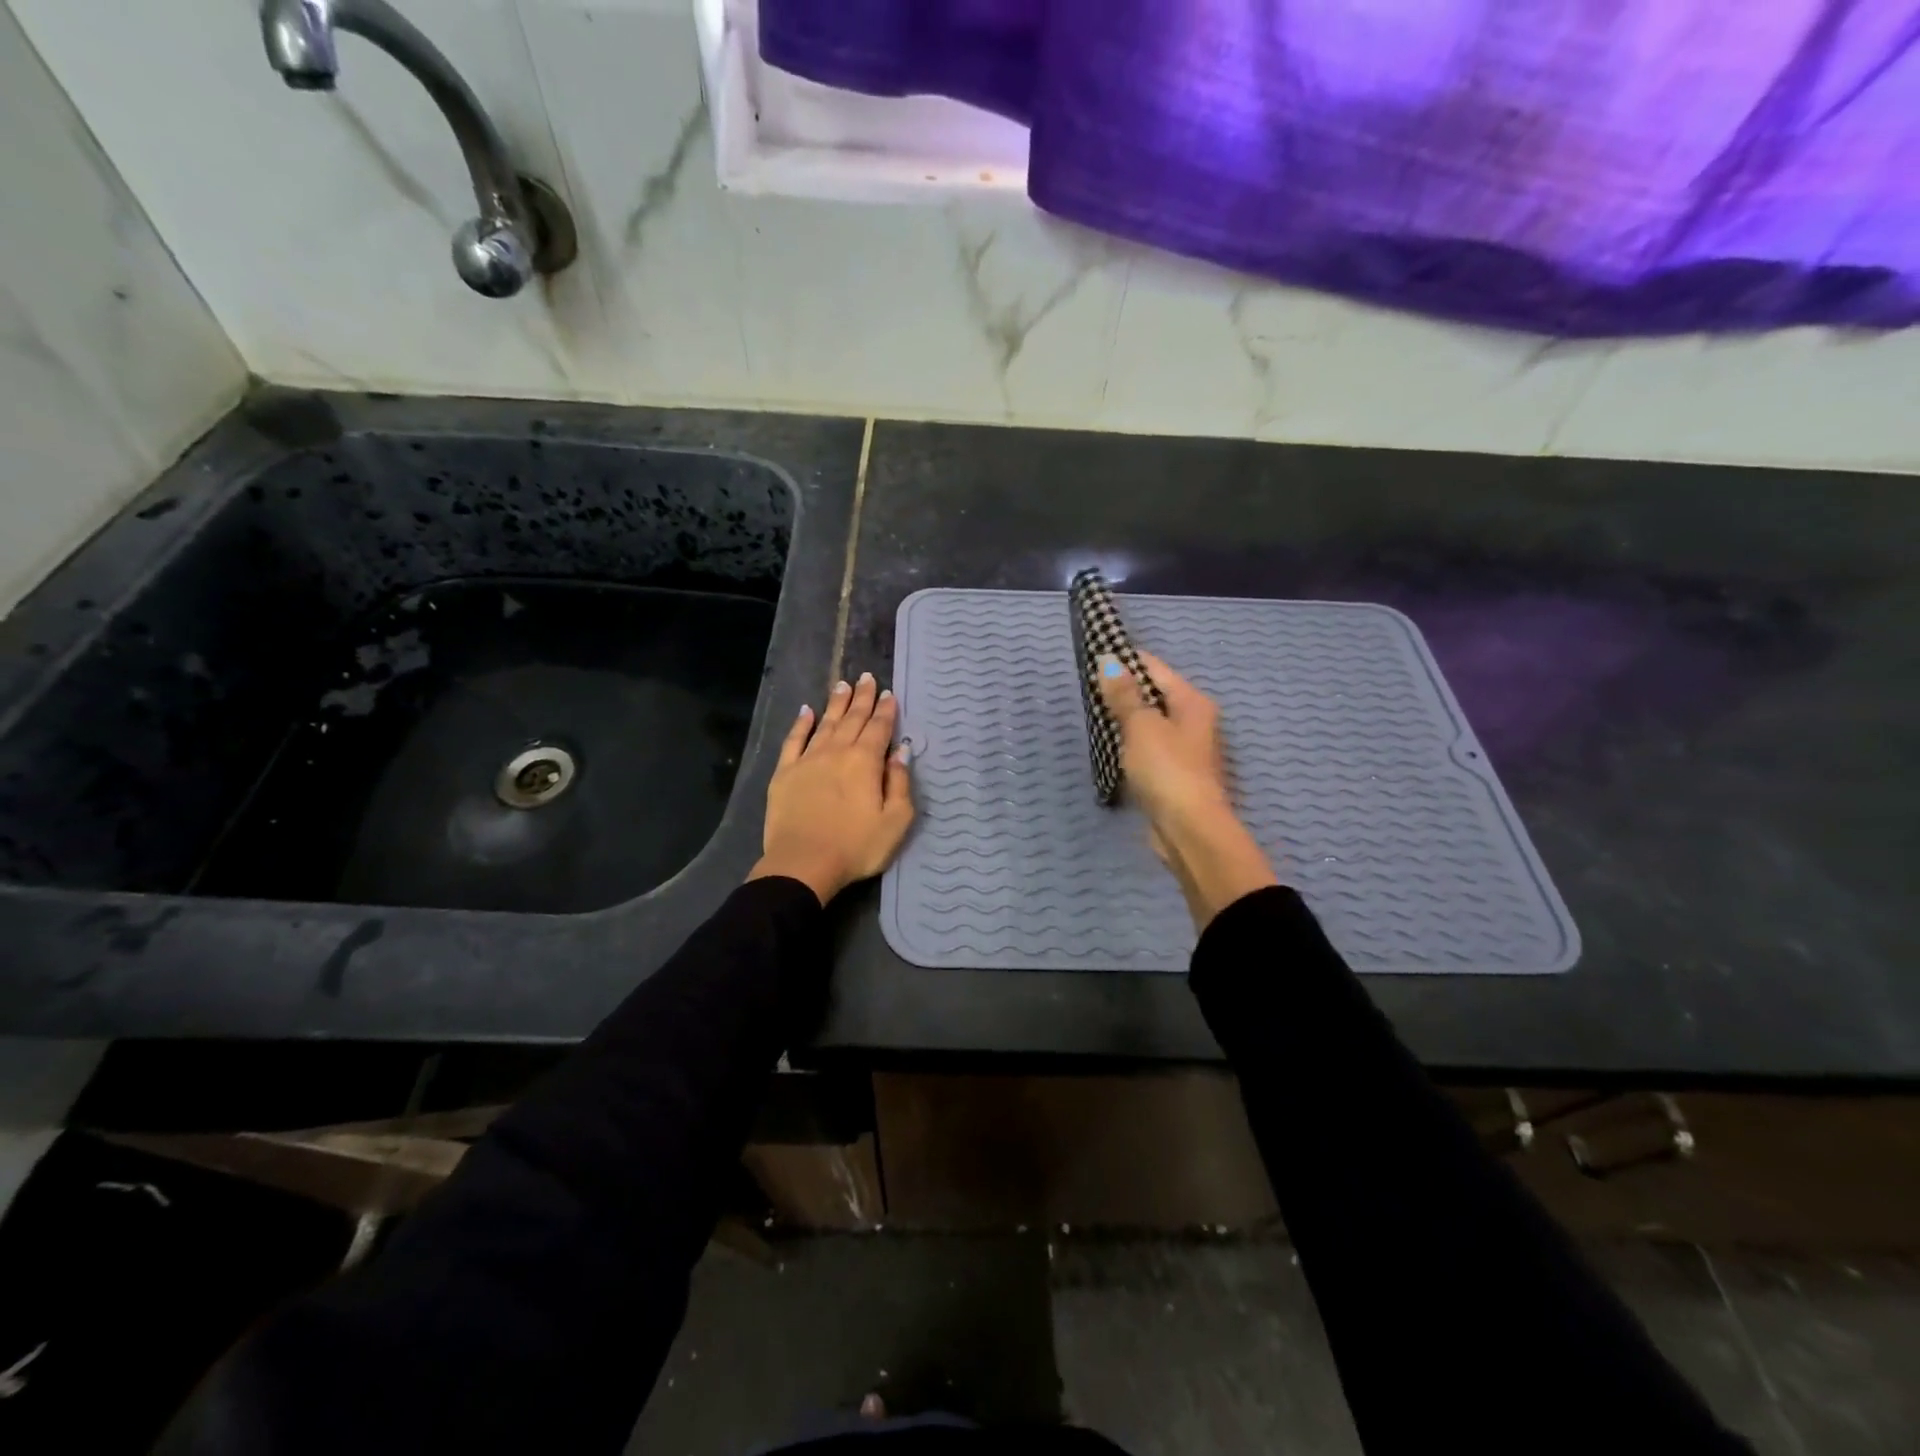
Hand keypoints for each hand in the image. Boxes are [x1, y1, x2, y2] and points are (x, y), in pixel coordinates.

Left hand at [749, 671, 914, 905]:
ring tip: (843, 685)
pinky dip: (801, 723)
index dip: (886, 710)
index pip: (879, 728)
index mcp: (866, 761)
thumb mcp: (895, 821)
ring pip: (825, 723)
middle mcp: (837, 752)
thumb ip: (900, 783)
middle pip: (853, 718)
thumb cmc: (856, 847)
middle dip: (862, 698)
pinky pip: (794, 740)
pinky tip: (807, 711)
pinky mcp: (784, 772)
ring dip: (836, 704)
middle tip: (867, 677)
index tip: (889, 694)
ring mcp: (808, 760)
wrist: (803, 864)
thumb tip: (901, 753)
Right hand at [1098, 651, 1278, 929]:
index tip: (1094, 658)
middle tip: (1087, 689)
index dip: (1126, 661)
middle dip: (1124, 691)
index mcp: (1192, 702)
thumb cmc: (1167, 770)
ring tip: (1094, 715)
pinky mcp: (1174, 774)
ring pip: (1150, 723)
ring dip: (1126, 719)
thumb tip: (1108, 660)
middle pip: (1154, 695)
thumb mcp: (1141, 726)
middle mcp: (1194, 721)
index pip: (1155, 668)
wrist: (1189, 830)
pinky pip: (1148, 748)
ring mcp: (1185, 750)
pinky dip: (1130, 744)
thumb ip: (1123, 695)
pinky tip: (1110, 747)